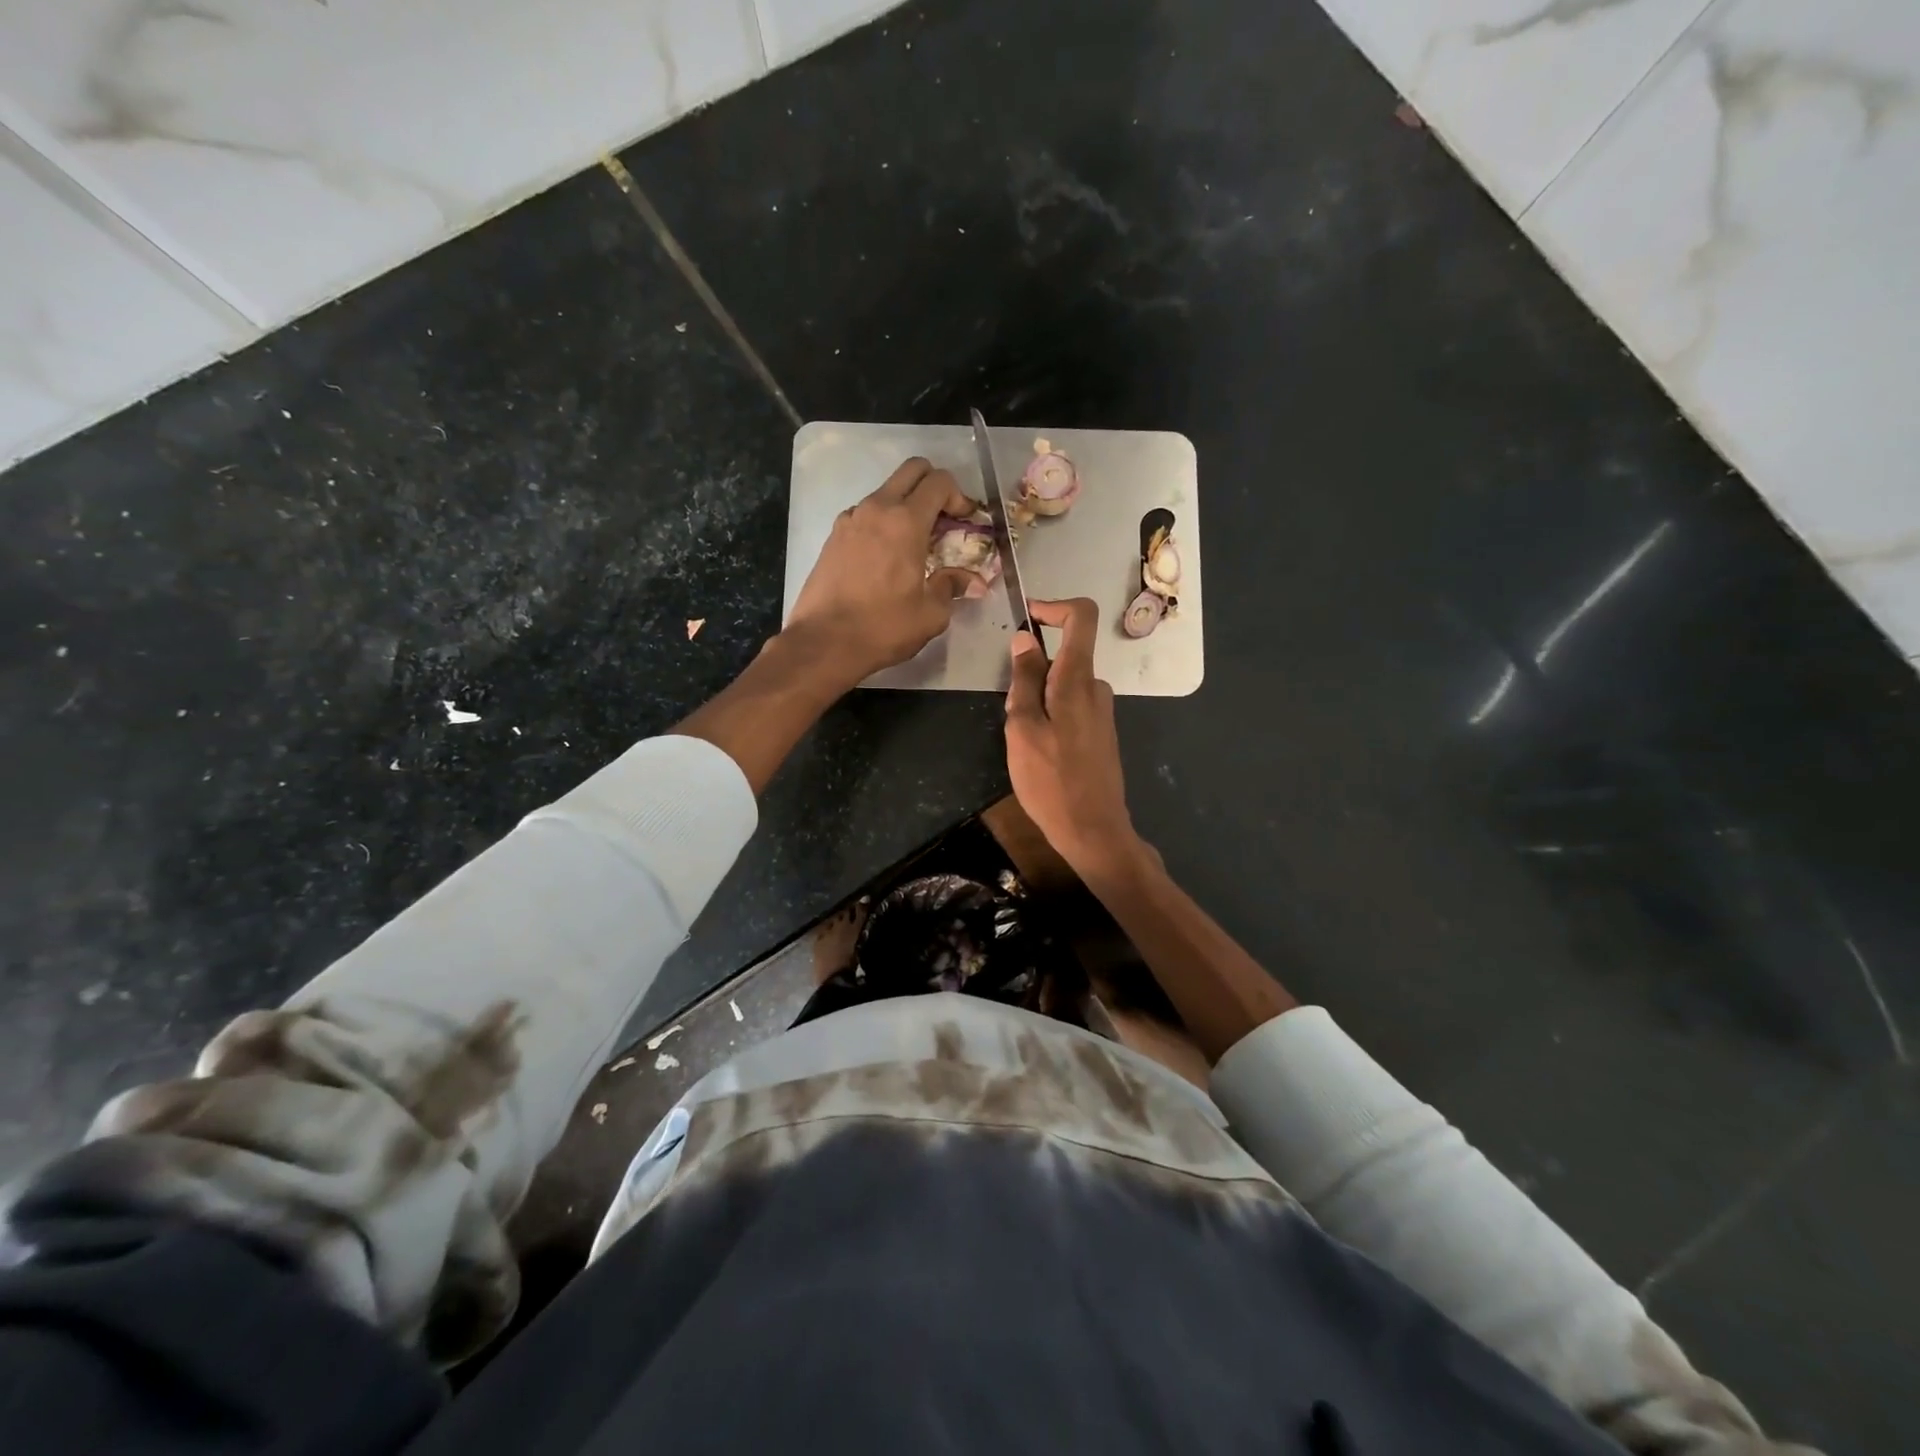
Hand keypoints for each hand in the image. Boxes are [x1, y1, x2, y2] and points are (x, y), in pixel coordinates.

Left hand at [784, 457, 981, 685]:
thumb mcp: (931, 614)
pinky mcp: (833, 536)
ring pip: (886, 492)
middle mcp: (877, 509)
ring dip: (906, 505)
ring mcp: (850, 519)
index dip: (959, 496)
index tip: (964, 522)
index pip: (939, 482)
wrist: (823, 642)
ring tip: (915, 543)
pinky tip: (885, 557)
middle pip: (912, 471)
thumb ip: (952, 587)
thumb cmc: (883, 627)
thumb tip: (973, 581)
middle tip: (943, 520)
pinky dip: (882, 523)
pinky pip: (865, 514)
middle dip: (934, 486)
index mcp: (906, 521)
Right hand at [1004, 597, 1142, 876]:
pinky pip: (1072, 707)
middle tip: (1012, 714)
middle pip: (1065, 656)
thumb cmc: (1051, 780)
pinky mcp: (1101, 733)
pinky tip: (1041, 754)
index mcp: (1077, 680)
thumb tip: (1026, 638)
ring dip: (1039, 699)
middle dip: (1032, 672)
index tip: (1028, 617)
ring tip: (1024, 742)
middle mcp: (1097, 688)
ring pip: (1064, 685)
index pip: (1081, 617)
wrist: (1093, 830)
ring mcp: (1102, 712)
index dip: (1055, 607)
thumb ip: (1024, 680)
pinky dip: (1051, 715)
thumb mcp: (1023, 728)